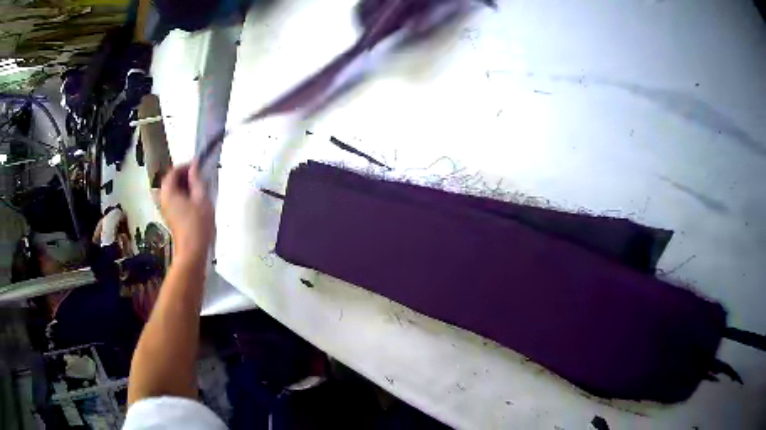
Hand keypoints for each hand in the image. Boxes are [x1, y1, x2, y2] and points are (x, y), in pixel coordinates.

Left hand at [160, 162, 213, 260]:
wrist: (193, 251)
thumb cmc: (198, 224)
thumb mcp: (201, 198)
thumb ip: (197, 180)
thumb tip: (194, 167)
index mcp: (168, 192)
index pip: (174, 171)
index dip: (186, 166)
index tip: (199, 166)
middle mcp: (164, 199)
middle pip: (172, 181)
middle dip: (185, 175)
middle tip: (200, 175)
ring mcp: (166, 209)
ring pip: (174, 191)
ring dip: (185, 186)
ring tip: (200, 187)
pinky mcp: (171, 217)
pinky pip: (175, 200)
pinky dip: (184, 195)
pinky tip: (196, 200)